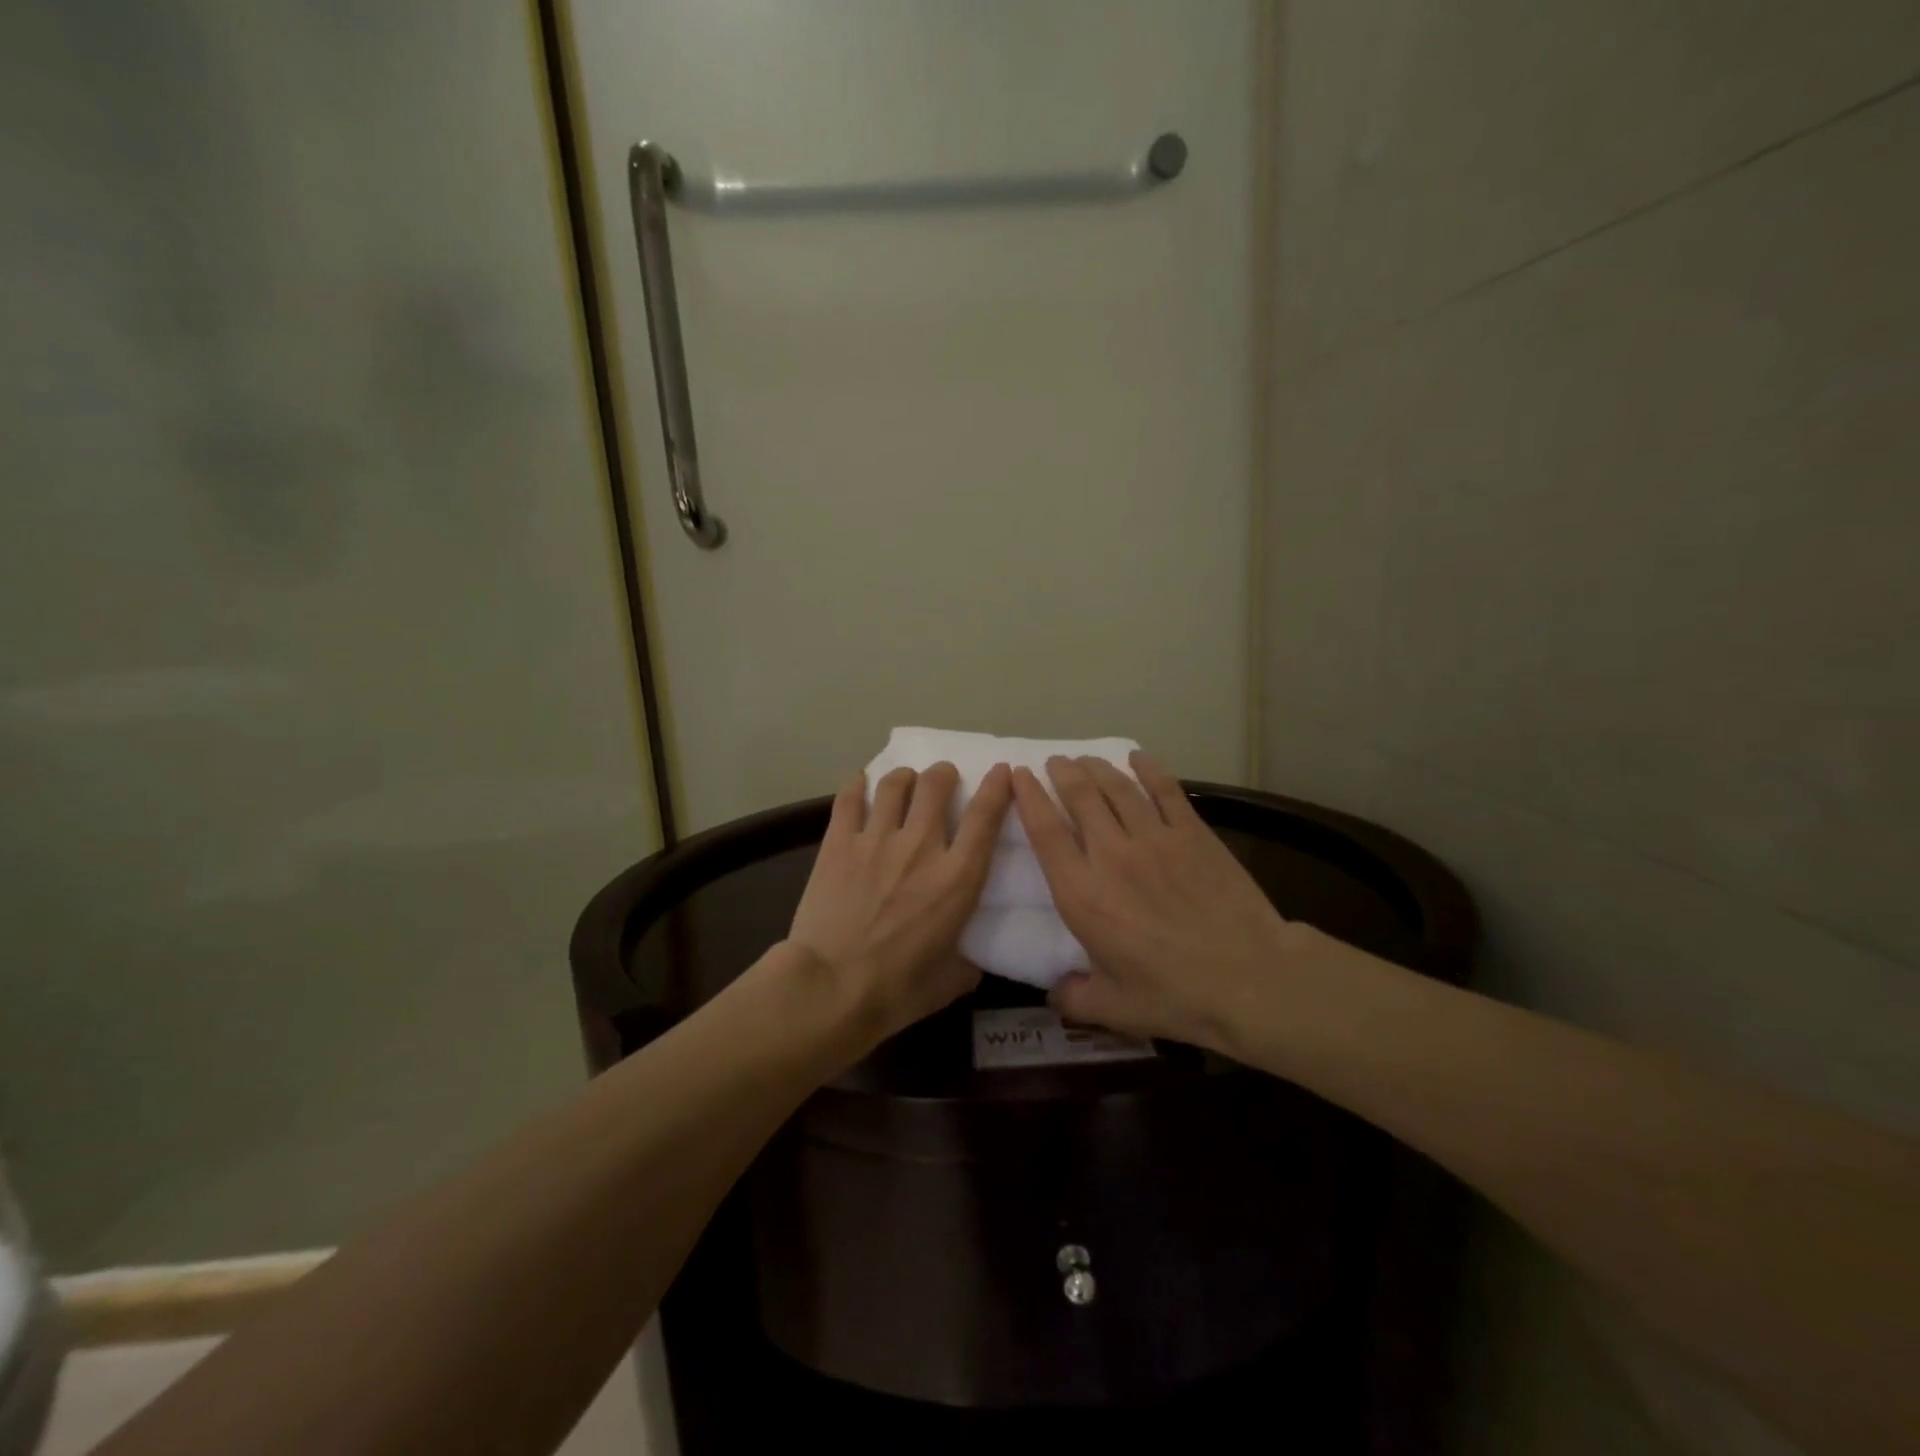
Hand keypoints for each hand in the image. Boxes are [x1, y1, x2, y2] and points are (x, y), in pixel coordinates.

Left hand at [788, 760, 1011, 1045]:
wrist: (829, 989)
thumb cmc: (896, 991)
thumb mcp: (951, 981)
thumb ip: (969, 960)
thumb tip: (972, 958)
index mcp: (957, 878)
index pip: (985, 817)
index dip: (997, 787)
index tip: (1001, 772)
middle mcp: (921, 847)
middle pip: (936, 785)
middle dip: (944, 774)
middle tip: (943, 779)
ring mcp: (876, 840)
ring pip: (895, 784)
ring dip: (905, 777)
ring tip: (905, 782)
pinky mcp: (838, 843)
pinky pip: (850, 799)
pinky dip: (858, 785)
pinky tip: (861, 783)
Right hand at [1013, 752, 1302, 1050]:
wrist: (1249, 978)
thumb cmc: (1174, 995)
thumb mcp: (1112, 1009)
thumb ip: (1073, 998)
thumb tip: (1053, 993)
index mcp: (1082, 893)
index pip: (1045, 832)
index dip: (1029, 798)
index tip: (1019, 776)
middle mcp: (1111, 855)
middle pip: (1080, 797)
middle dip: (1062, 773)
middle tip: (1055, 762)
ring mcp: (1154, 839)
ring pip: (1117, 788)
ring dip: (1097, 768)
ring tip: (1086, 760)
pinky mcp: (1192, 833)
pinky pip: (1165, 790)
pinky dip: (1149, 769)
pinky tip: (1138, 758)